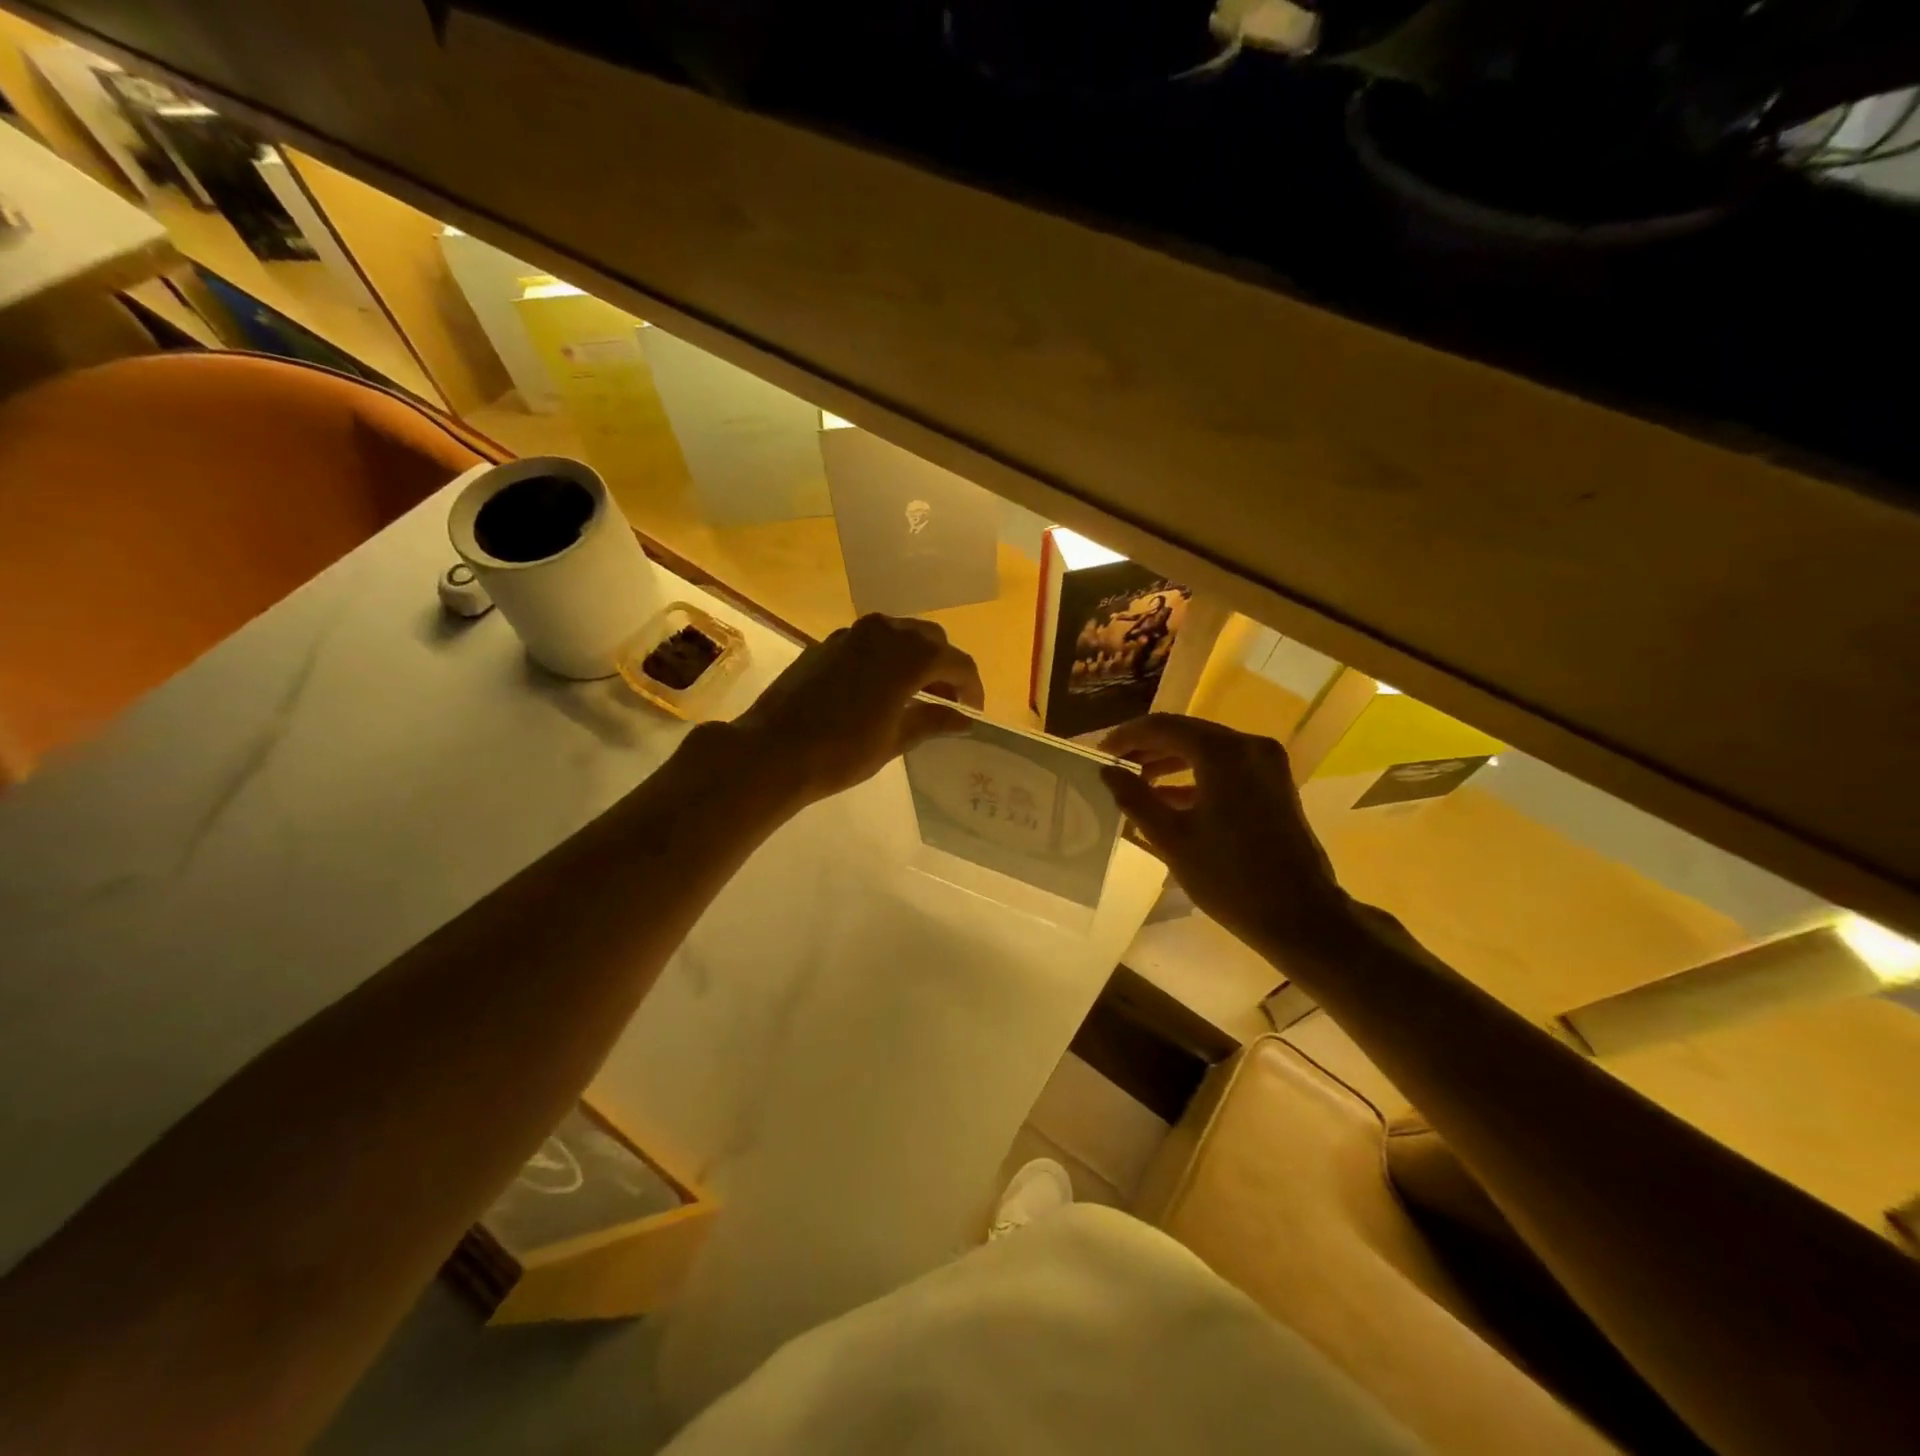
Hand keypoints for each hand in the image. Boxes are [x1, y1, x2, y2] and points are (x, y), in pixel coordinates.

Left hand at [727, 614, 984, 806]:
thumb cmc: (843, 751)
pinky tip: (878, 691)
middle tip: (945, 702)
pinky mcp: (828, 643)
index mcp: (909, 655)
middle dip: (944, 667)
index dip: (971, 687)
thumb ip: (934, 721)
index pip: (957, 662)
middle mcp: (884, 632)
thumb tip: (964, 719)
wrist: (773, 750)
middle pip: (930, 639)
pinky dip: (885, 659)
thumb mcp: (896, 739)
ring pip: (899, 635)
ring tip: (914, 696)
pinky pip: (870, 643)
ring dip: (915, 659)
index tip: (972, 713)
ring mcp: (852, 634)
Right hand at [1099, 715, 1354, 962]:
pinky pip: (1225, 767)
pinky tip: (1167, 798)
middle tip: (1114, 765)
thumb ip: (1134, 797)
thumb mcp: (1171, 838)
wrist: (1300, 916)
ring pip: (1206, 749)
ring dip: (1169, 761)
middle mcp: (1248, 746)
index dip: (1126, 736)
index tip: (1099, 752)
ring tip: (1135, 781)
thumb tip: (1107, 771)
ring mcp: (1266, 764)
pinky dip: (1194, 776)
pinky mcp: (1274, 784)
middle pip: (1187, 733)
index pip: (1163, 726)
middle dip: (1147, 747)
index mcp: (1222, 753)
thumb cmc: (1229, 877)